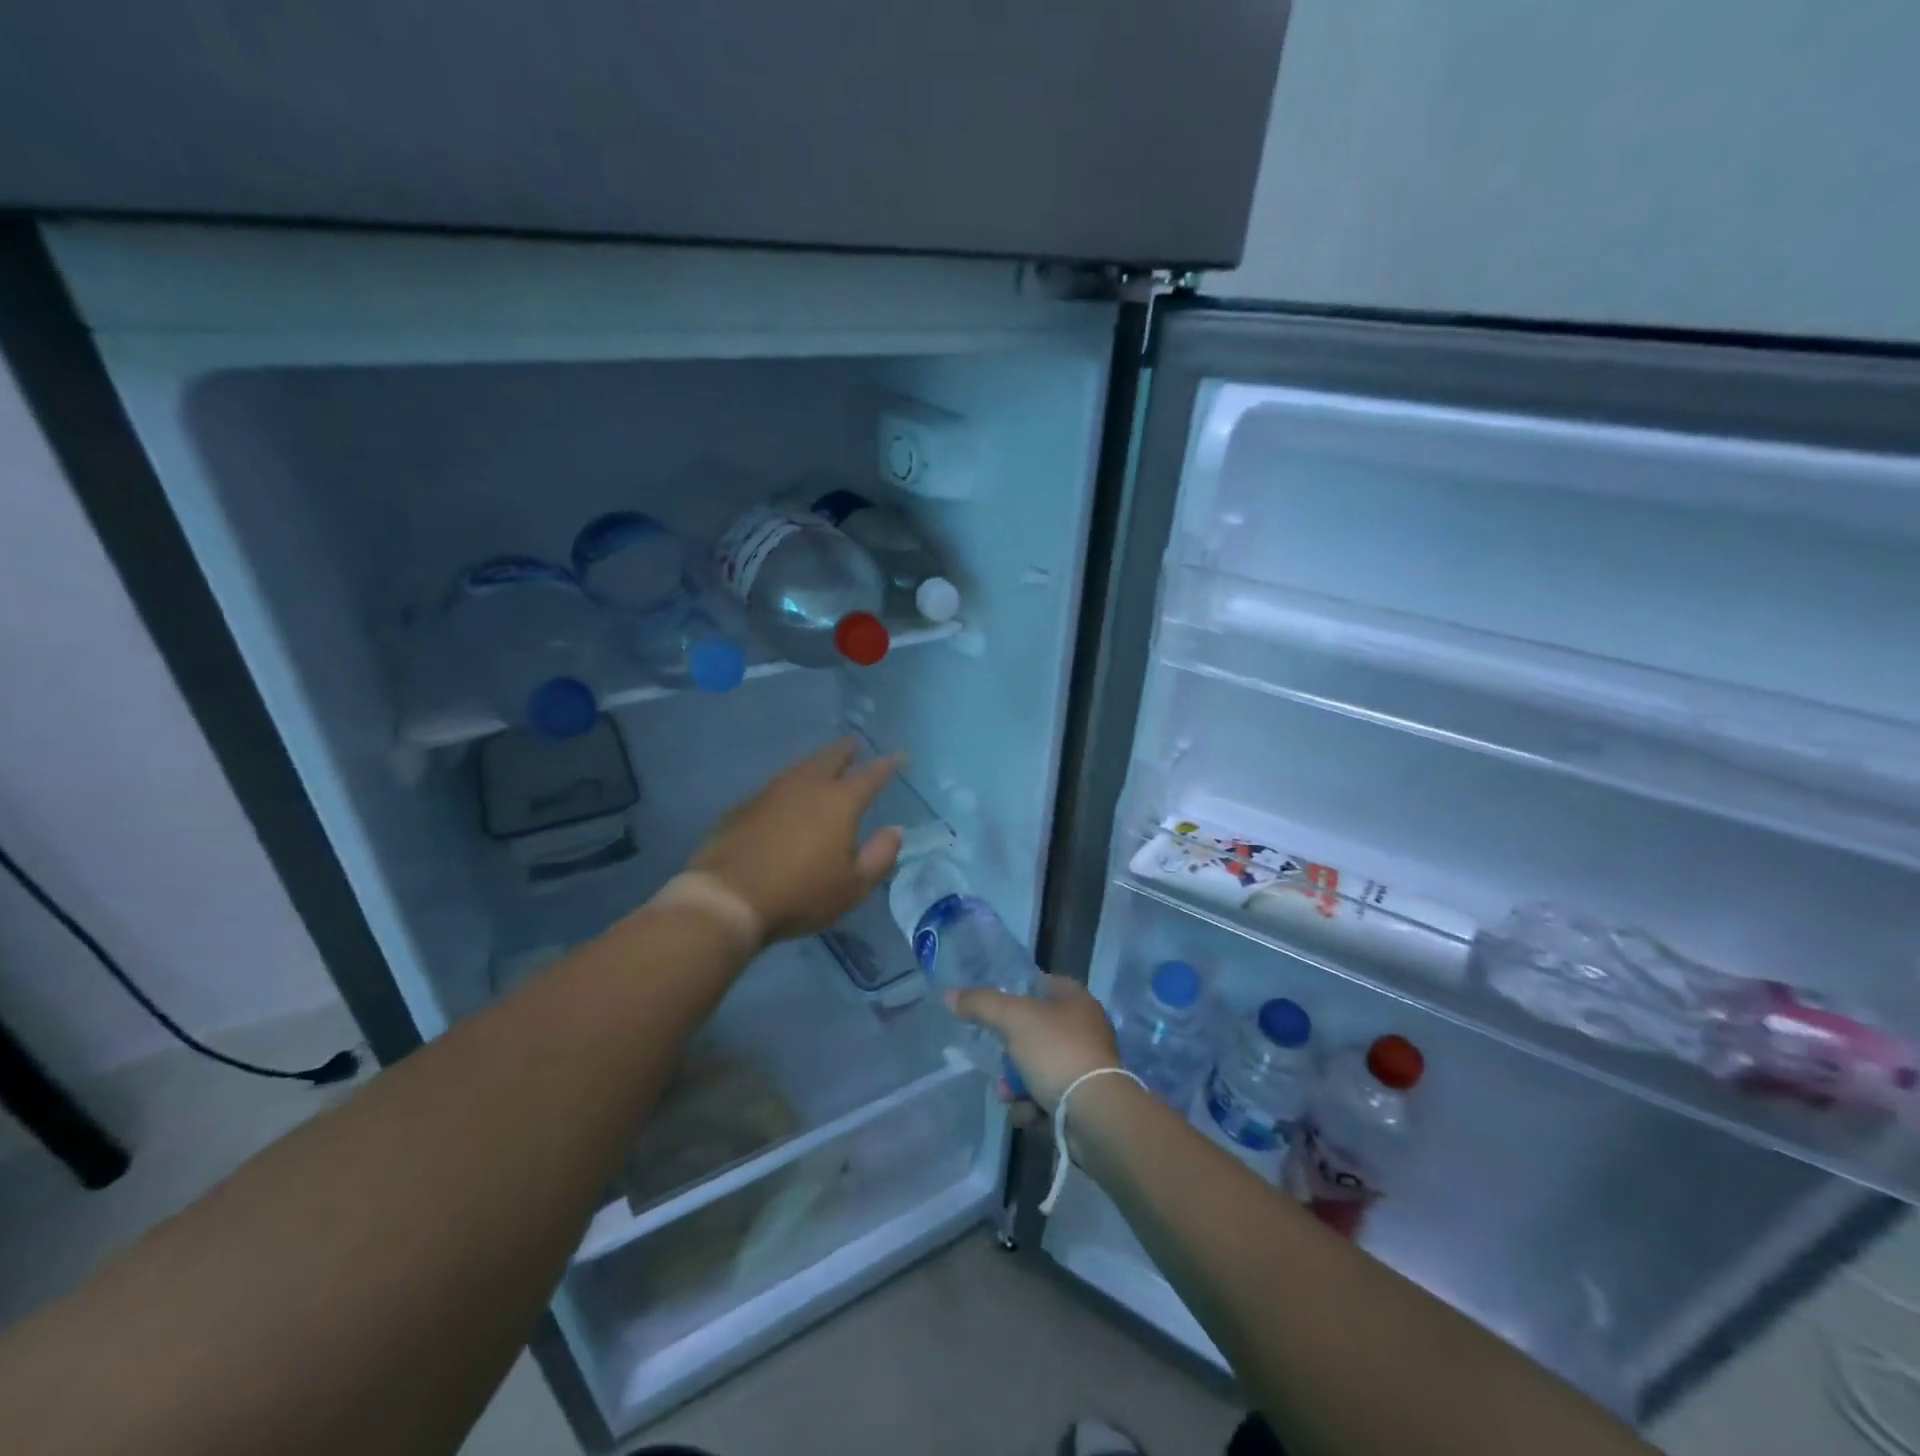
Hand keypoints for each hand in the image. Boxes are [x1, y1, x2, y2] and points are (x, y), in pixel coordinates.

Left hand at [688, 739, 903, 943]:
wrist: (729, 898)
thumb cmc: (801, 894)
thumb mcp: (853, 886)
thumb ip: (880, 856)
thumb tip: (895, 830)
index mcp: (839, 802)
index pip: (871, 775)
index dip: (888, 764)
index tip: (900, 755)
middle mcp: (807, 787)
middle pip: (830, 758)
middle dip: (846, 750)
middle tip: (854, 745)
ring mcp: (772, 792)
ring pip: (801, 767)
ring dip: (817, 763)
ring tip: (824, 764)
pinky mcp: (745, 806)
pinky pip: (777, 786)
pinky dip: (791, 784)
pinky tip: (788, 796)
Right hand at [949, 974, 1121, 1114]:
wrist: (1095, 1114)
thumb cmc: (1056, 1052)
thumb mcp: (1013, 1019)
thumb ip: (980, 1004)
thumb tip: (949, 995)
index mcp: (1077, 1000)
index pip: (1044, 984)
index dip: (1019, 990)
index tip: (995, 1007)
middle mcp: (1086, 1029)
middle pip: (1036, 1031)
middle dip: (1010, 1052)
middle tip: (998, 1062)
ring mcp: (1086, 1066)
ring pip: (1038, 1067)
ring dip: (1017, 1084)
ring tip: (1009, 1096)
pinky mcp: (1085, 1100)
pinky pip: (1048, 1096)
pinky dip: (1034, 1106)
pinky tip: (1027, 1114)